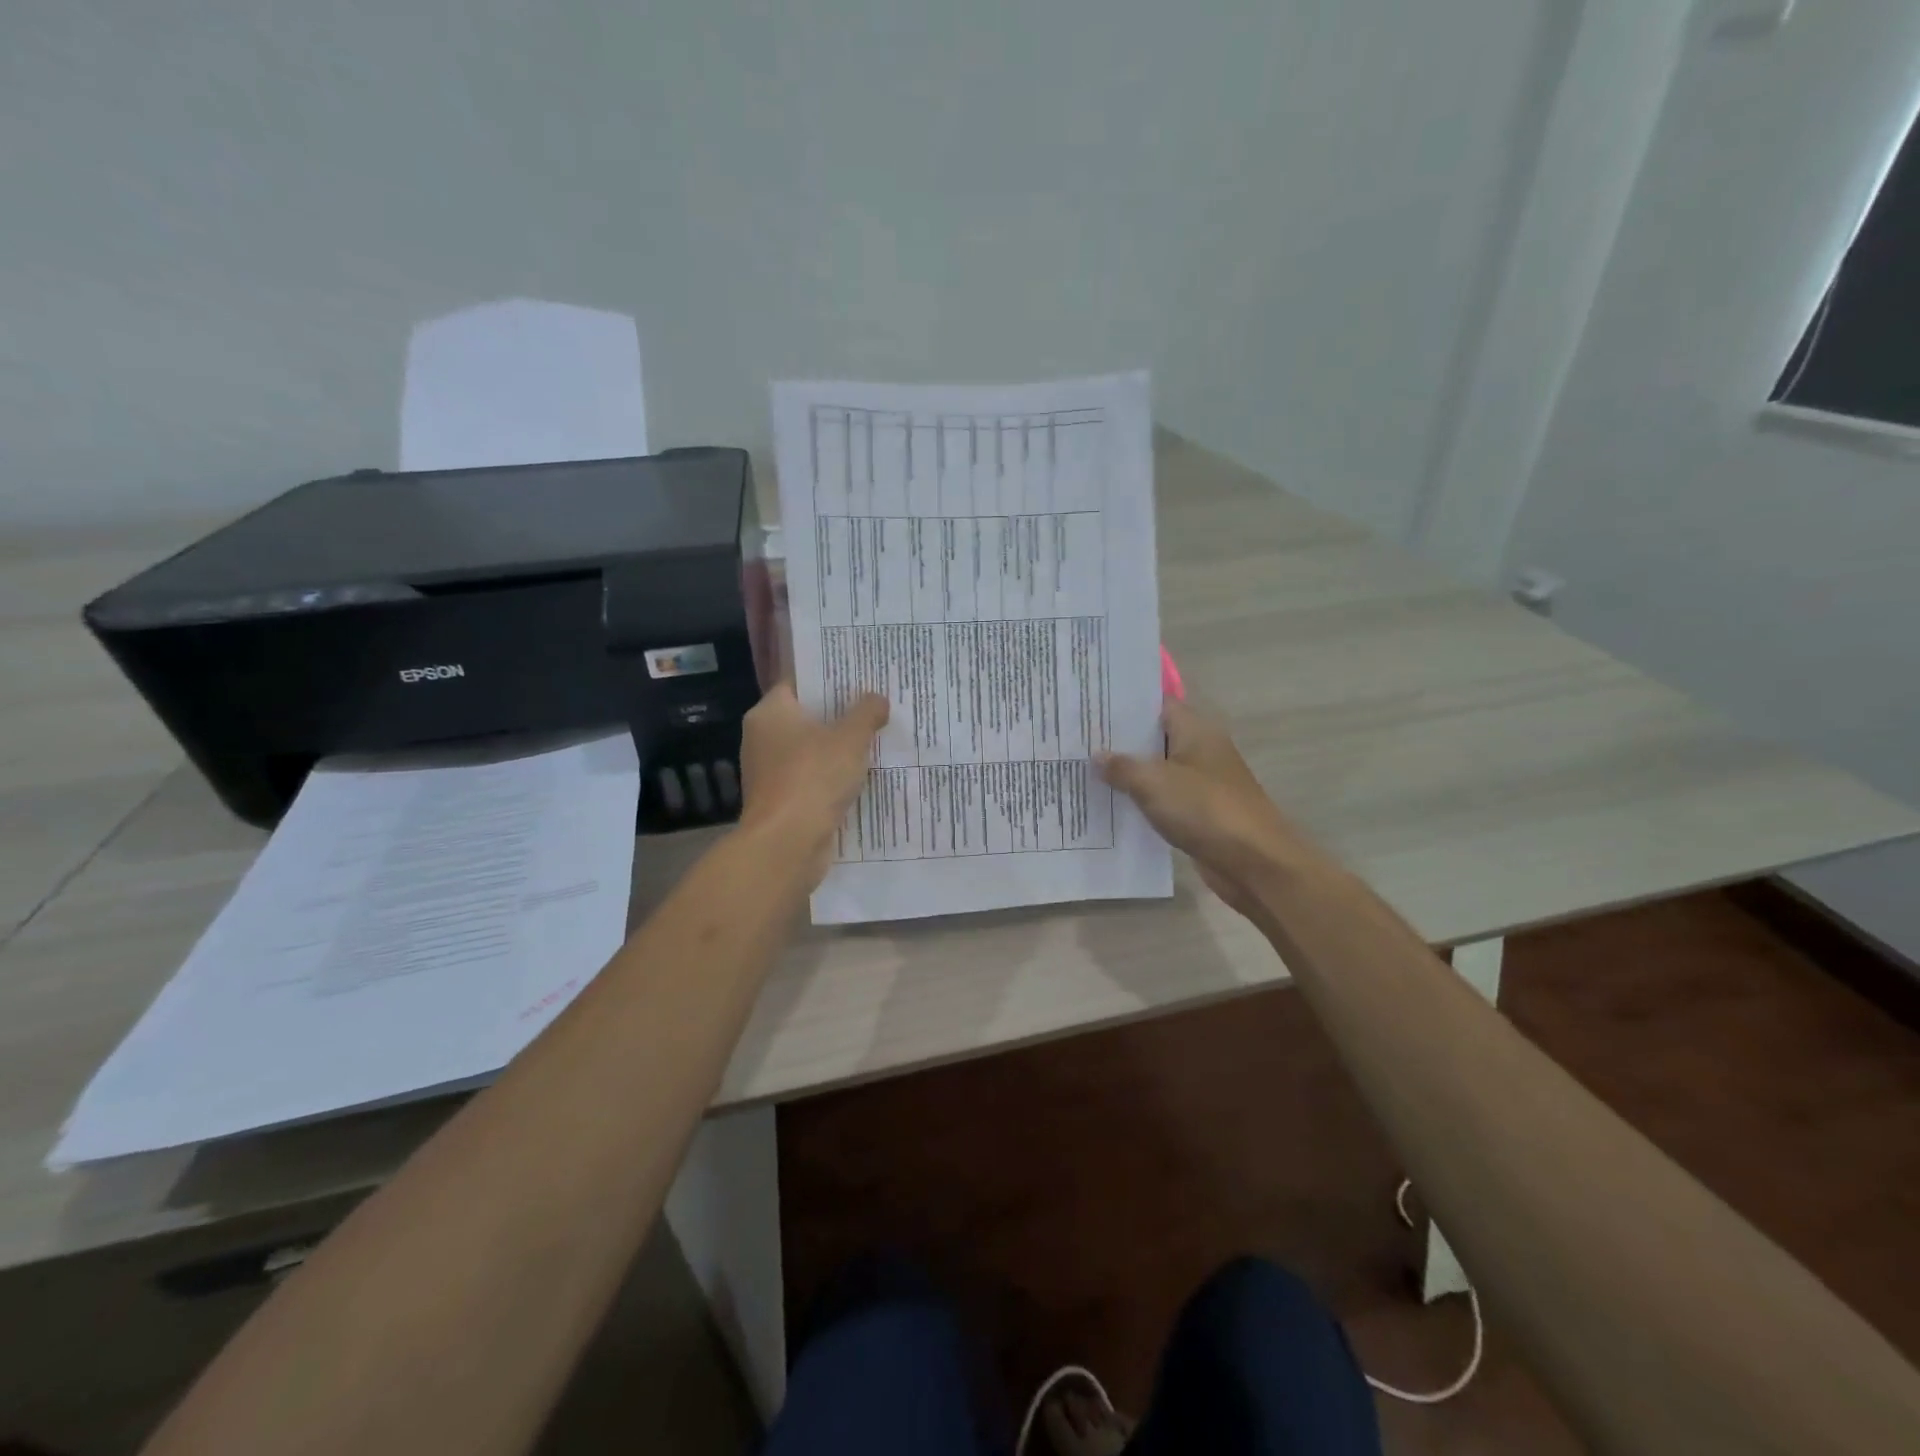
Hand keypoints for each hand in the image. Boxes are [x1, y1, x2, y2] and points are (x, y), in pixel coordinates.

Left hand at [739, 683, 888, 884]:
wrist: (786, 844)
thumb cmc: (813, 778)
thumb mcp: (849, 739)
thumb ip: (866, 713)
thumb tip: (878, 699)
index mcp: (770, 713)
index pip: (798, 682)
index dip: (828, 677)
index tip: (859, 676)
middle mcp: (762, 738)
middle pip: (806, 717)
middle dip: (839, 714)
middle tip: (875, 706)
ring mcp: (769, 772)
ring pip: (810, 751)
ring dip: (838, 749)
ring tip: (876, 740)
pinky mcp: (781, 801)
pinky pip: (811, 779)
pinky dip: (832, 778)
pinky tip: (862, 777)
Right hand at [1097, 699, 1317, 919]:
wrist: (1255, 862)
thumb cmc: (1205, 809)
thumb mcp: (1154, 782)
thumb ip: (1122, 766)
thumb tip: (1097, 756)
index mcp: (1196, 731)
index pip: (1157, 704)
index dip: (1125, 705)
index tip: (1091, 706)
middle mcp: (1201, 751)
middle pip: (1155, 738)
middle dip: (1120, 740)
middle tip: (1079, 739)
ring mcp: (1202, 784)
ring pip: (1158, 771)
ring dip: (1129, 774)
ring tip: (1085, 770)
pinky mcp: (1200, 814)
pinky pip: (1164, 800)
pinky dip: (1142, 801)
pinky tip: (1111, 805)